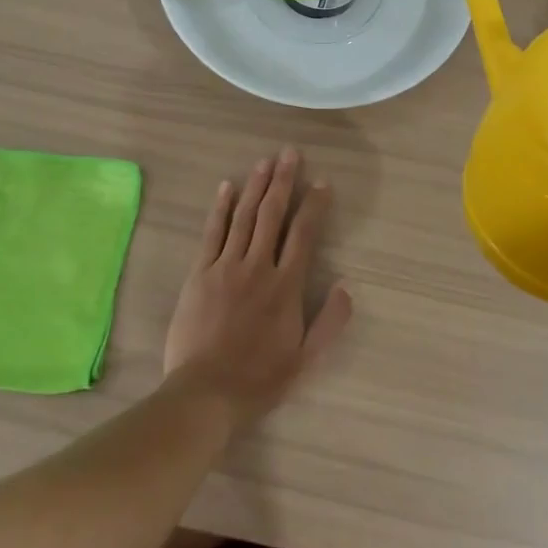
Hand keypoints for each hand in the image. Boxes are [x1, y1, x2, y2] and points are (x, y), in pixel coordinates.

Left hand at [163, 147, 352, 430]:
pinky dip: (220, 208)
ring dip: (256, 186)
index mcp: (286, 286)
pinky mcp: (199, 274)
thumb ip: (330, 322)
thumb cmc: (260, 378)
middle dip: (283, 181)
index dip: (314, 205)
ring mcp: (226, 267)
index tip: (322, 182)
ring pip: (244, 217)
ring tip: (265, 161)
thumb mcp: (306, 359)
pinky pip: (212, 233)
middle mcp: (258, 267)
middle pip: (273, 215)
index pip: (304, 234)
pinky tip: (227, 187)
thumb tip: (347, 286)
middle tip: (290, 153)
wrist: (205, 393)